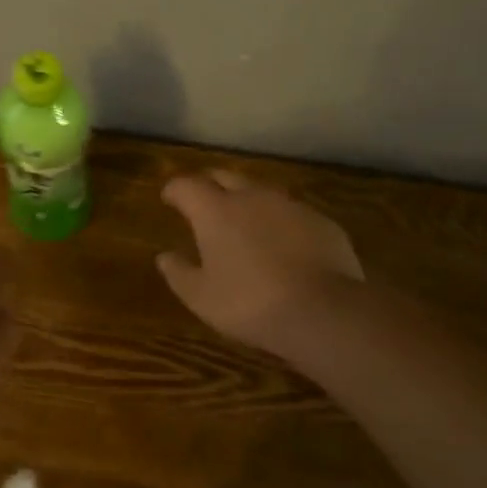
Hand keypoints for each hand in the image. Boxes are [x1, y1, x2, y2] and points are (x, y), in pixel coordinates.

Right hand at [157, 170, 363, 356]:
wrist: (322, 311)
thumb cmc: (249, 304)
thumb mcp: (201, 297)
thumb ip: (179, 273)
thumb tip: (164, 257)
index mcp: (215, 211)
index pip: (187, 186)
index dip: (175, 190)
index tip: (169, 198)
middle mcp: (252, 197)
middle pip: (226, 176)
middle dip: (210, 184)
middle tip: (203, 200)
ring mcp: (291, 206)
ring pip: (262, 191)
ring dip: (247, 200)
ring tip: (243, 221)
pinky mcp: (321, 221)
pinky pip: (292, 212)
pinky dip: (279, 221)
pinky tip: (282, 243)